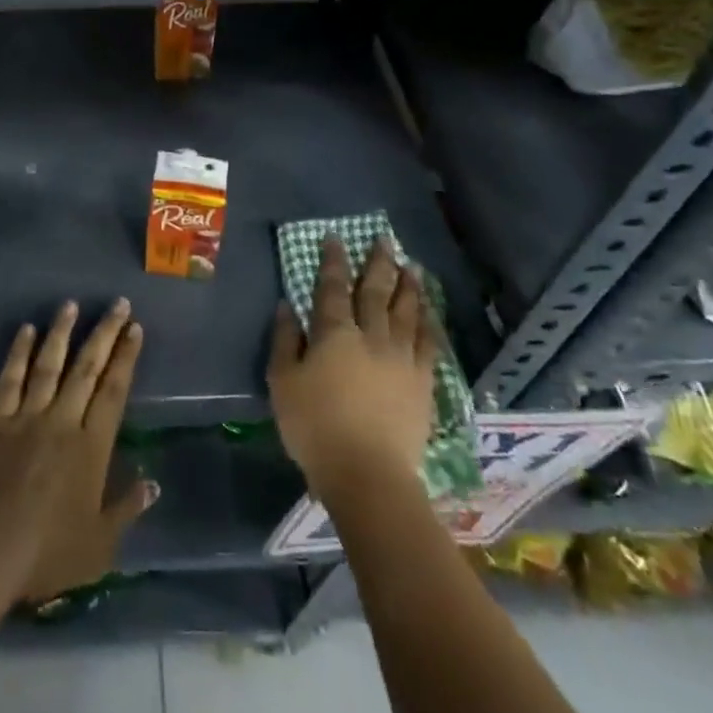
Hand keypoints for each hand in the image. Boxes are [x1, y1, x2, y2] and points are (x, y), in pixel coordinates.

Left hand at [0, 299, 157, 604]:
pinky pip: (11, 378)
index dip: (126, 358)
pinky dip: (19, 352)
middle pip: (87, 368)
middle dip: (104, 333)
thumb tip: (153, 483)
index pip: (114, 392)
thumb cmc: (48, 551)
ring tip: (71, 303)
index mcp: (92, 447)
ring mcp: (27, 416)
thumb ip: (126, 510)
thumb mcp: (100, 545)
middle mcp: (63, 420)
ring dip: (62, 332)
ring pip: (49, 364)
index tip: (134, 328)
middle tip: (117, 302)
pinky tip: (26, 330)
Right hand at [268, 236, 437, 504]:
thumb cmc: (315, 427)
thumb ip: (285, 341)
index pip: (333, 287)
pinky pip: (429, 344)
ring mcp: (401, 358)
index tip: (336, 238)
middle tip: (385, 240)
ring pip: (407, 311)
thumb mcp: (283, 383)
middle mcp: (371, 336)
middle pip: (376, 291)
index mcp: (335, 333)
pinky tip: (430, 313)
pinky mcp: (422, 383)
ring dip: (409, 286)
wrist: (368, 475)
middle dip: (378, 263)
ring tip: (411, 267)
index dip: (333, 261)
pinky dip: (429, 322)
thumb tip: (287, 306)